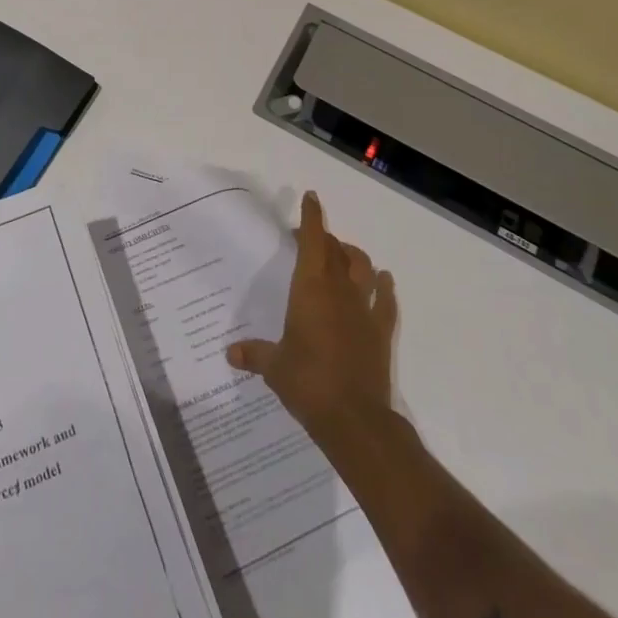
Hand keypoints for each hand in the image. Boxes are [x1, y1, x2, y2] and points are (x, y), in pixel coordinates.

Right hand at [226, 191, 396, 438]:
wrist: (354, 419)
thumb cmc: (307, 383)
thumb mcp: (274, 367)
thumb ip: (254, 354)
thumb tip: (230, 353)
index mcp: (310, 289)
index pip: (313, 241)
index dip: (312, 218)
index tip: (311, 198)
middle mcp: (339, 290)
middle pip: (336, 251)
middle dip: (325, 239)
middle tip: (311, 239)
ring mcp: (364, 309)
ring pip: (363, 268)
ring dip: (353, 256)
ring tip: (344, 256)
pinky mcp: (381, 331)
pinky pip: (386, 300)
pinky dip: (384, 287)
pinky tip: (382, 281)